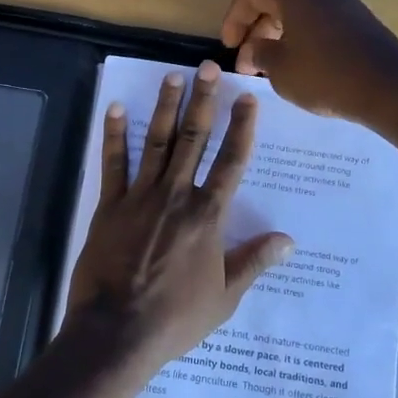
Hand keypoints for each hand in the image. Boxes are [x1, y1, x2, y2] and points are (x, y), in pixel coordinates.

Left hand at [67, 60, 293, 367]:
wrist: (117, 331)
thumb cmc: (176, 317)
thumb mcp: (225, 296)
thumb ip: (254, 262)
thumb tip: (288, 240)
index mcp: (208, 216)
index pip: (231, 162)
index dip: (241, 127)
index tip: (247, 98)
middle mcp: (177, 196)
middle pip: (193, 140)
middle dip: (203, 101)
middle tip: (207, 67)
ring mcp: (140, 197)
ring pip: (156, 142)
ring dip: (164, 107)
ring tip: (172, 76)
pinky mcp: (109, 206)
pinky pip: (113, 163)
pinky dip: (114, 135)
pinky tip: (114, 108)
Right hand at [219, 0, 397, 124]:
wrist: (391, 89)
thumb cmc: (327, 76)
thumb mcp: (281, 70)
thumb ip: (259, 54)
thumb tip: (255, 48)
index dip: (233, 17)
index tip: (229, 46)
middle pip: (277, 0)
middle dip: (256, 30)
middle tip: (248, 63)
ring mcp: (346, 3)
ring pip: (300, 12)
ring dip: (279, 35)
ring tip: (272, 68)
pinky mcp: (362, 21)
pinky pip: (321, 22)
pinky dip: (303, 38)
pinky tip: (303, 66)